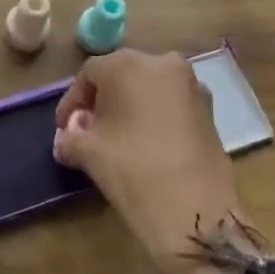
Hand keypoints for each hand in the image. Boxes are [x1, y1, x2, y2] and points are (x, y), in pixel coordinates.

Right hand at [54, 50, 274, 273]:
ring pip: (150, 88)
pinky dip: (155, 116)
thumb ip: (69, 139)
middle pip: (122, 75)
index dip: (73, 101)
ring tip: (117, 138)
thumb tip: (66, 140)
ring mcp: (191, 85)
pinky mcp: (210, 110)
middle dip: (103, 100)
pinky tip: (146, 144)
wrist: (193, 210)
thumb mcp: (87, 153)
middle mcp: (161, 63)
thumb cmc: (131, 169)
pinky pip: (172, 104)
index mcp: (127, 64)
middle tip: (89, 129)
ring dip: (131, 107)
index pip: (89, 74)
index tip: (64, 128)